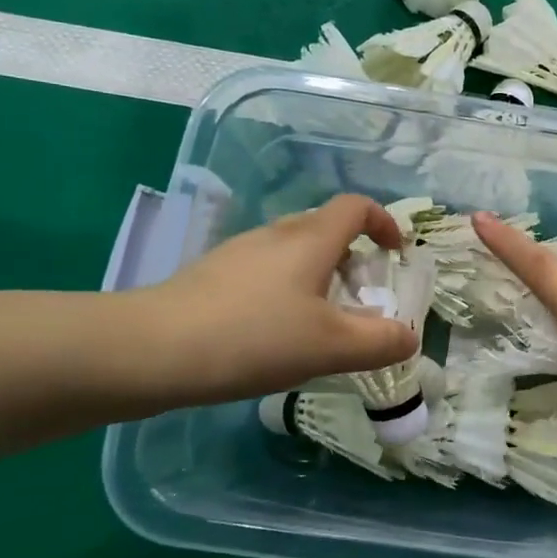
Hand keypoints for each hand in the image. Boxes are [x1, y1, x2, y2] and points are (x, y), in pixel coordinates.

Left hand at [124, 195, 418, 407]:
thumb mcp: (330, 347)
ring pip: (292, 252)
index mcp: (310, 239)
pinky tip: (274, 335)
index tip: (396, 254)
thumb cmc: (252, 338)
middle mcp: (275, 235)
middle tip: (362, 297)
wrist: (148, 351)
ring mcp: (238, 254)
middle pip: (325, 227)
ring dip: (318, 276)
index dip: (384, 222)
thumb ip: (379, 342)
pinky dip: (286, 292)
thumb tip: (408, 338)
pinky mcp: (211, 277)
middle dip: (353, 256)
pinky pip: (264, 273)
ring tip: (320, 323)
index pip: (357, 207)